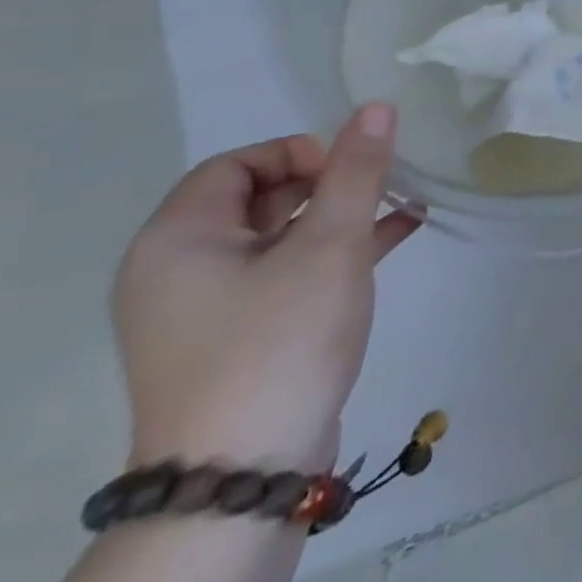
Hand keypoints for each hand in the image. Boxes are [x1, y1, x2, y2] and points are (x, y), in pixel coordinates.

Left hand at [111, 104, 421, 474]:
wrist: (244, 475)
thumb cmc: (279, 339)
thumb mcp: (330, 245)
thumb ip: (356, 171)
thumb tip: (376, 106)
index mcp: (178, 240)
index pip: (236, 164)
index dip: (299, 152)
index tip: (351, 169)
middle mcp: (178, 270)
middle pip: (258, 198)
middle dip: (328, 182)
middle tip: (381, 184)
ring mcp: (207, 309)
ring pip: (281, 236)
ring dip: (342, 214)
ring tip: (404, 201)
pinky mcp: (239, 337)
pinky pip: (288, 272)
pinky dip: (337, 250)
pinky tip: (398, 234)